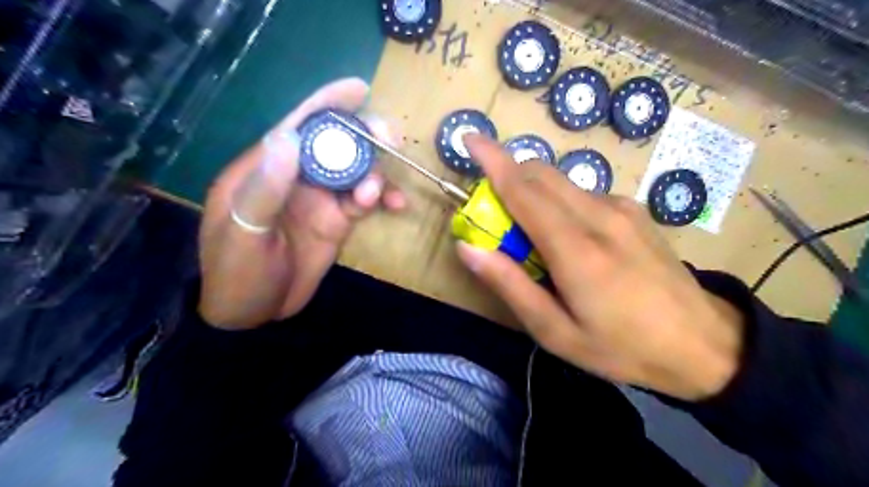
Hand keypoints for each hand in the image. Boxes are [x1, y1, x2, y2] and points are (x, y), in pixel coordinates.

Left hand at [199, 80, 405, 331]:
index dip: (327, 104)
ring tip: (377, 195)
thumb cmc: (237, 273)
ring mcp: (321, 199)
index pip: (298, 126)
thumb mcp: (243, 232)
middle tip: (390, 141)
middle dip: (364, 138)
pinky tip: (396, 205)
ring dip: (376, 174)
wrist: (254, 315)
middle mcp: (298, 177)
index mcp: (267, 169)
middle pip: (336, 145)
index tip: (359, 89)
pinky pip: (366, 200)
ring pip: (357, 171)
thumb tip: (287, 137)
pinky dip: (382, 198)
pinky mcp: (338, 221)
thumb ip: (266, 188)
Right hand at [456, 136, 745, 401]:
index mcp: (576, 249)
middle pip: (540, 173)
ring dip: (533, 193)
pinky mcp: (634, 211)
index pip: (523, 189)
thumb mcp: (555, 331)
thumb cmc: (622, 347)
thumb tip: (468, 248)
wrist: (703, 345)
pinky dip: (559, 202)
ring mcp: (622, 209)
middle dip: (508, 176)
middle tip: (494, 215)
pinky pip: (582, 193)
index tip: (468, 137)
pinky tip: (570, 238)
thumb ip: (509, 285)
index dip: (492, 160)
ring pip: (561, 181)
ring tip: (533, 237)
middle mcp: (599, 215)